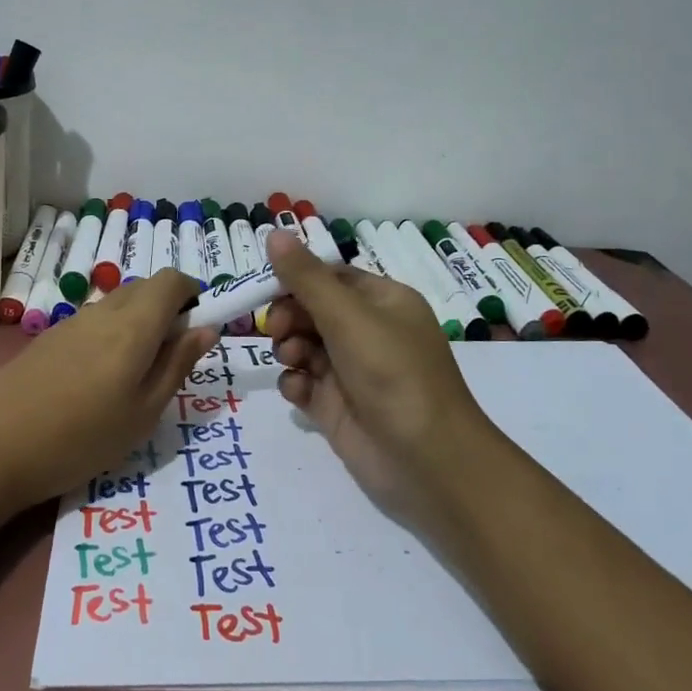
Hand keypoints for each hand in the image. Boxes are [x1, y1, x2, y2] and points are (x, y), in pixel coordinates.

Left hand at [0, 270, 218, 515]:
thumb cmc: (82, 438)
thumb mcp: (144, 412)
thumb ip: (178, 365)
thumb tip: (206, 329)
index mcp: (134, 325)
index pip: (172, 279)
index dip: (192, 294)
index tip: (197, 328)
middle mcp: (102, 312)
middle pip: (145, 287)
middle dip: (167, 309)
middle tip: (168, 359)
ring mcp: (70, 323)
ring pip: (117, 304)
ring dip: (138, 323)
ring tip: (131, 377)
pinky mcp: (47, 338)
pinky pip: (92, 321)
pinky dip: (110, 334)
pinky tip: (95, 381)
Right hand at [263, 230, 499, 538]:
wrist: (425, 459)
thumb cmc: (392, 373)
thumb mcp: (349, 317)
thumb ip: (306, 278)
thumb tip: (274, 232)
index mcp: (383, 302)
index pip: (330, 277)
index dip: (296, 279)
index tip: (266, 288)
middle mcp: (368, 332)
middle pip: (311, 310)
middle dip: (289, 316)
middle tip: (277, 330)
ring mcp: (351, 371)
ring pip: (303, 346)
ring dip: (289, 348)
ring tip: (294, 361)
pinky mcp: (336, 406)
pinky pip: (303, 382)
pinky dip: (295, 383)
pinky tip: (300, 391)